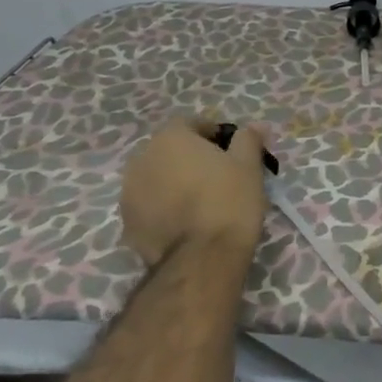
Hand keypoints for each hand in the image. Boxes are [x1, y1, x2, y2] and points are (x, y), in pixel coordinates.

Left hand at [120, 118, 270, 267]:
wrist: (202, 258)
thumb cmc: (229, 200)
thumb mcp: (248, 165)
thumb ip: (248, 139)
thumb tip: (255, 126)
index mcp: (170, 138)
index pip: (190, 123)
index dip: (213, 134)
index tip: (231, 151)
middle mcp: (141, 160)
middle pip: (170, 150)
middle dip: (190, 158)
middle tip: (218, 175)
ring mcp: (128, 194)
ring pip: (156, 178)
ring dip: (175, 182)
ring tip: (201, 201)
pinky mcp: (126, 224)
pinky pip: (149, 206)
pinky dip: (164, 208)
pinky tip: (186, 222)